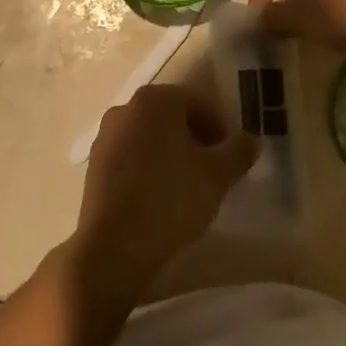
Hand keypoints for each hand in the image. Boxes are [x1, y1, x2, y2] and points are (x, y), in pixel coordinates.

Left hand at [74, 85, 256, 286]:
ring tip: (188, 184)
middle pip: (171, 115)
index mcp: (156, 100)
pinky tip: (160, 195)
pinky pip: (130, 154)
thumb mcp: (216, 176)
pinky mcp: (94, 163)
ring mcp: (106, 135)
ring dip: (171, 151)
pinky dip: (148, 165)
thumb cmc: (170, 199)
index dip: (220, 126)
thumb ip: (238, 152)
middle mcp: (127, 107)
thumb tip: (250, 140)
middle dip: (195, 137)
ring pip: (149, 135)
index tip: (232, 154)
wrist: (112, 246)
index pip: (198, 102)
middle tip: (214, 168)